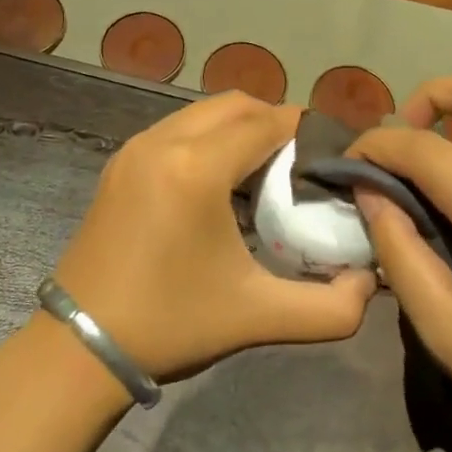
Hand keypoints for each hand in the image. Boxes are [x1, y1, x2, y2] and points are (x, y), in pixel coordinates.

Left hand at [53, 92, 375, 381]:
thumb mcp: (258, 318)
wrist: (81, 345)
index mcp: (196, 168)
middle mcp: (163, 142)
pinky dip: (207, 138)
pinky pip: (176, 128)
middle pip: (234, 105)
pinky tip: (219, 183)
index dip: (303, 130)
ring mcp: (135, 147)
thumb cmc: (171, 324)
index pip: (265, 123)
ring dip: (238, 128)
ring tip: (263, 172)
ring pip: (202, 112)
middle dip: (273, 122)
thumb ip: (330, 307)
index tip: (331, 153)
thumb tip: (371, 280)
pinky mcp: (120, 162)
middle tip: (300, 163)